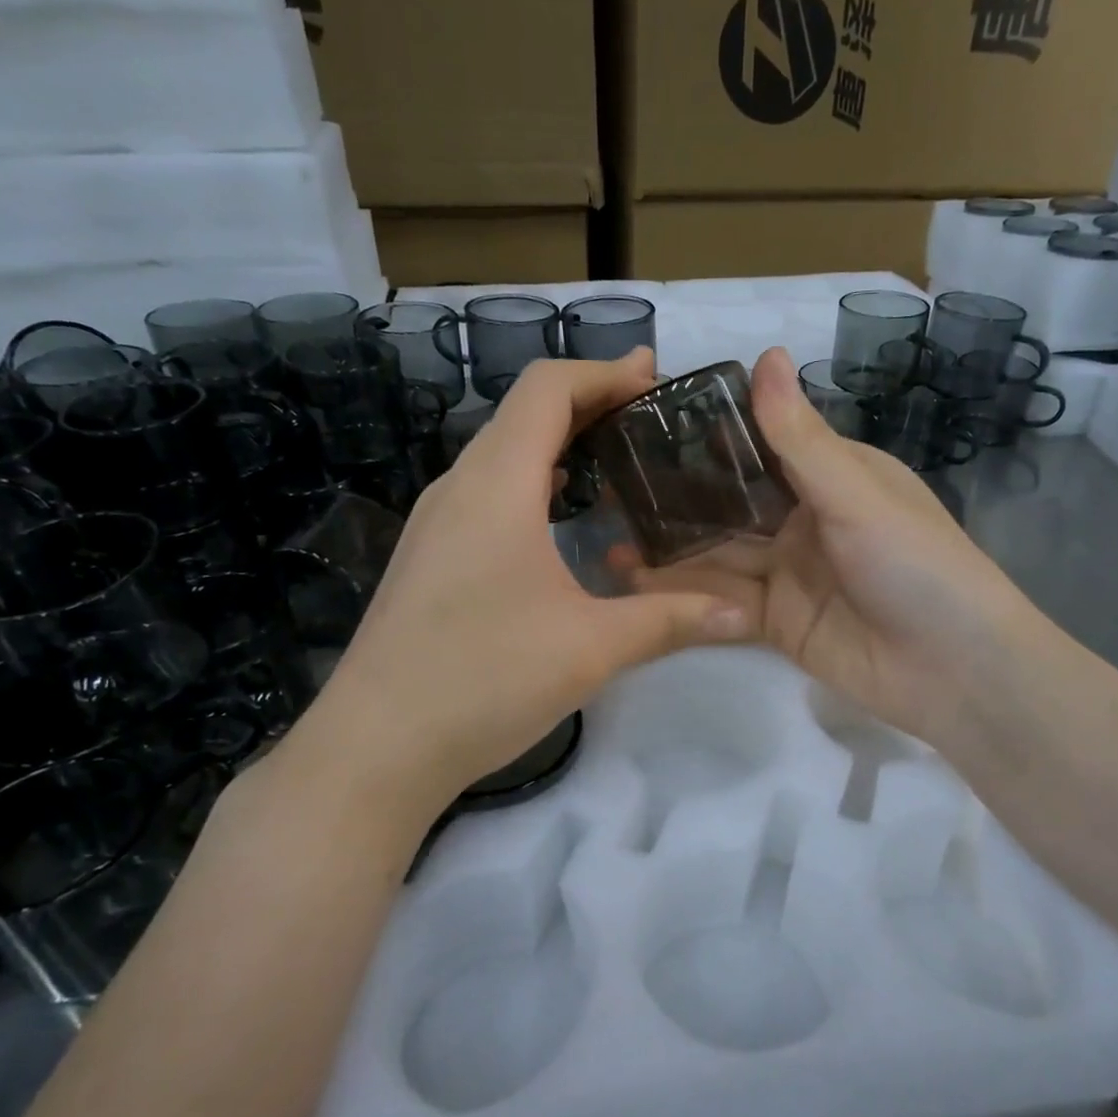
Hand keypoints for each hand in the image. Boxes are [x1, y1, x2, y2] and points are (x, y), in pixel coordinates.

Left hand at [300, 350, 750, 821]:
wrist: (376, 745)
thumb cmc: (484, 678)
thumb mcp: (591, 647)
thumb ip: (669, 619)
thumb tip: (741, 610)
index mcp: (497, 484)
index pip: (547, 389)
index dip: (603, 371)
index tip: (654, 378)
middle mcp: (459, 487)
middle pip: (523, 413)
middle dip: (589, 402)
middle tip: (649, 414)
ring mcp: (436, 523)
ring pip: (502, 454)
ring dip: (558, 442)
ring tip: (615, 459)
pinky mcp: (430, 557)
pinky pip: (487, 493)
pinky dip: (533, 481)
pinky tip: (561, 519)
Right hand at [625, 347, 1034, 758]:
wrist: (955, 671)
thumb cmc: (916, 564)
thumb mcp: (856, 494)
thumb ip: (799, 437)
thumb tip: (766, 352)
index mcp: (833, 476)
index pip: (761, 444)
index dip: (709, 434)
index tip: (647, 420)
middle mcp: (806, 520)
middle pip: (731, 503)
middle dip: (678, 497)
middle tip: (611, 484)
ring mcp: (789, 574)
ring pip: (720, 554)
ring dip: (671, 547)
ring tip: (608, 533)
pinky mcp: (777, 623)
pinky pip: (724, 601)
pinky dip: (685, 592)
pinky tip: (636, 581)